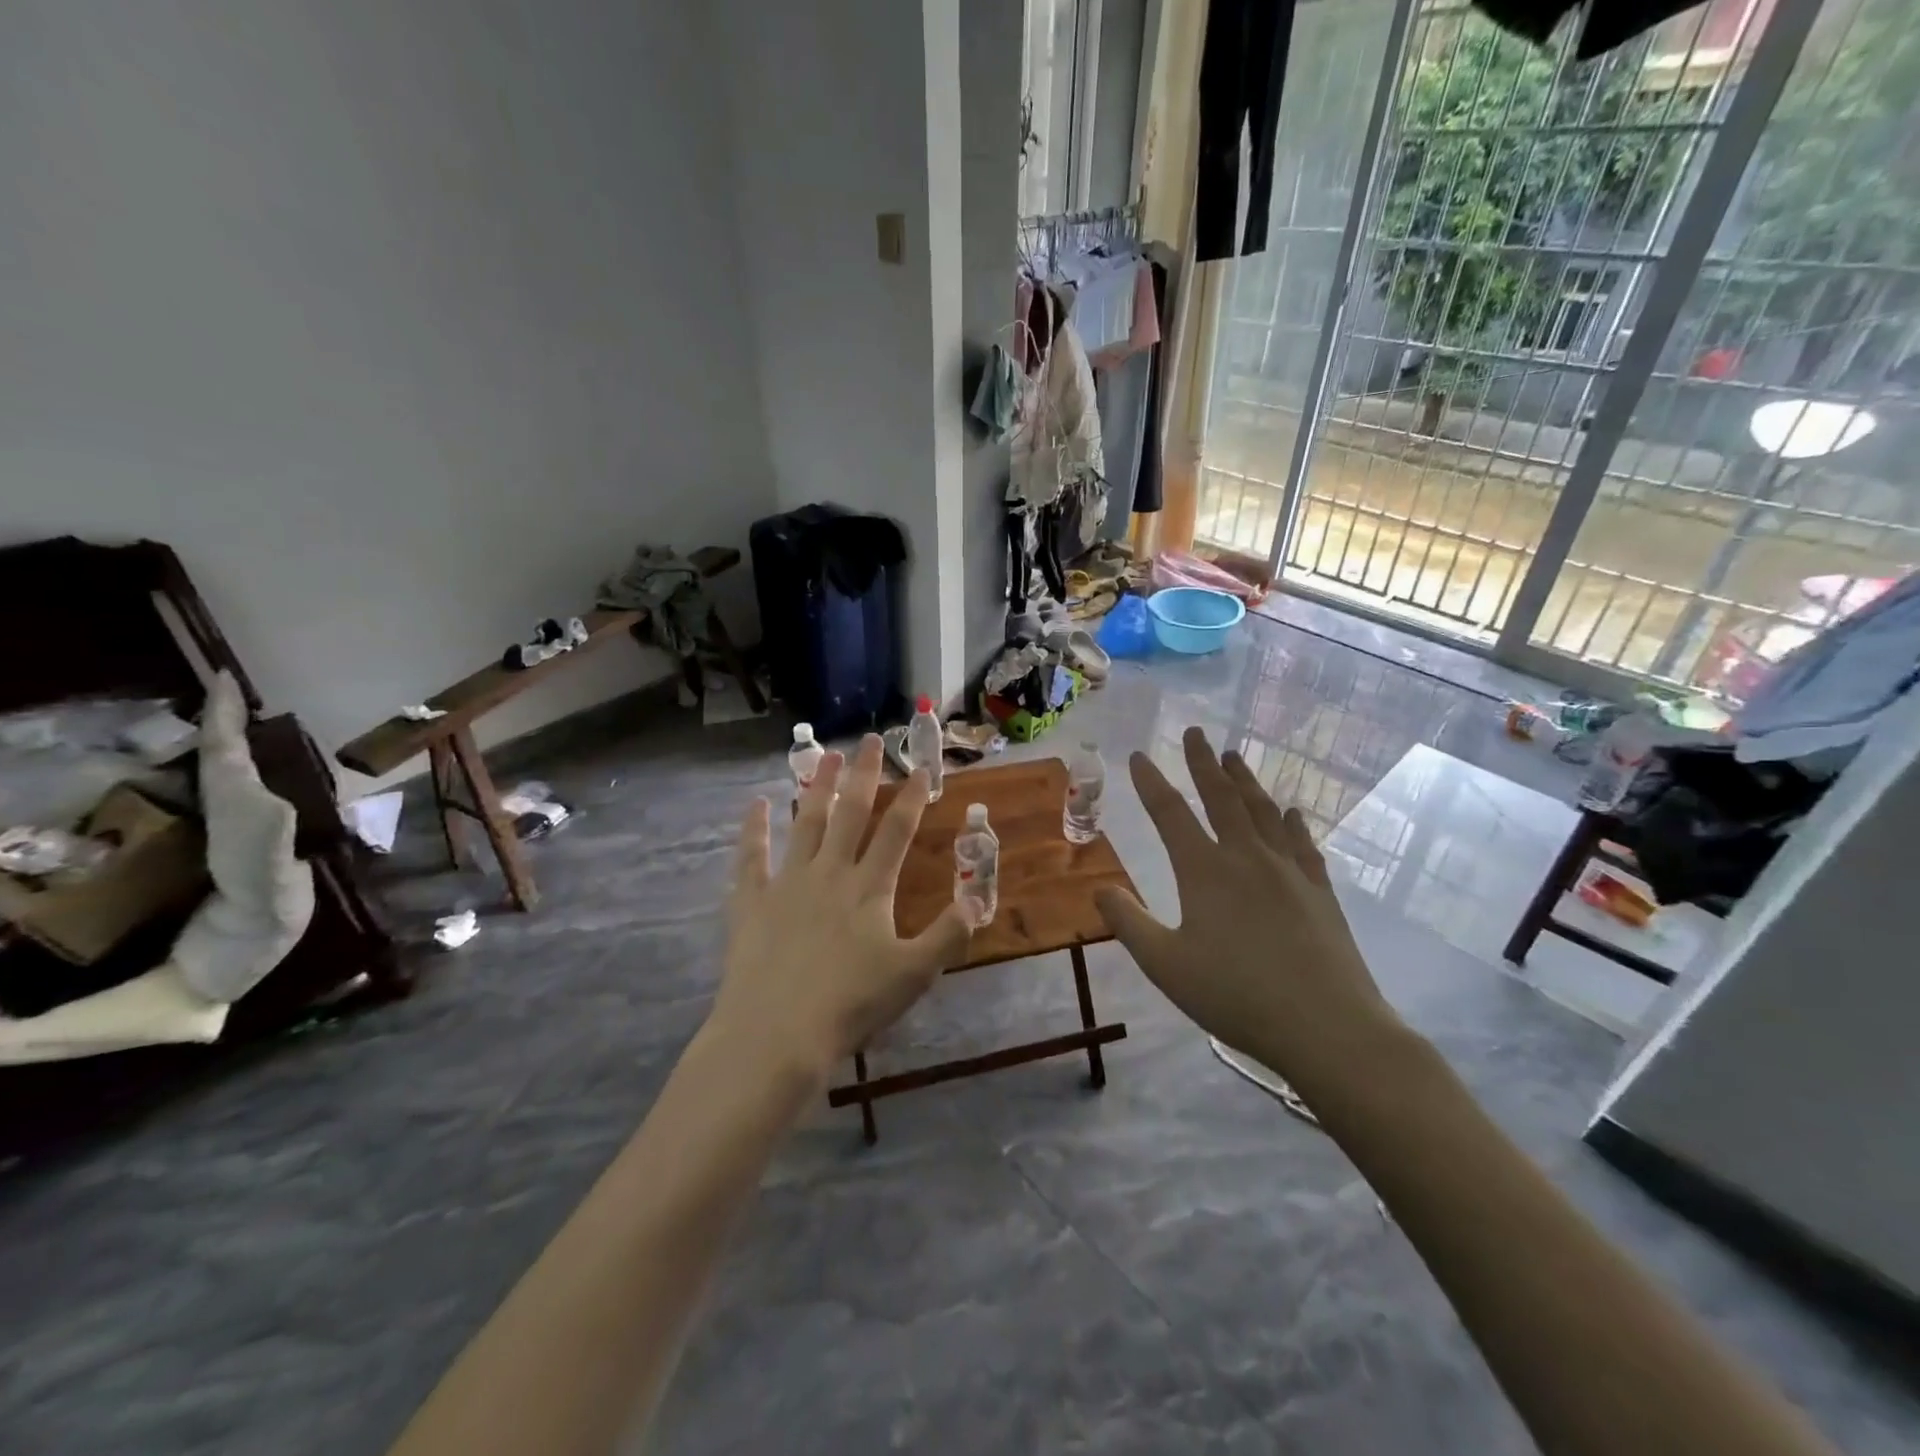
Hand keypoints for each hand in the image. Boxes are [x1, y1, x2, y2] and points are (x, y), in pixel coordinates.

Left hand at [707, 734, 972, 1090]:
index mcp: (870, 888)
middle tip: (870, 739)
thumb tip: (977, 900)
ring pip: (806, 823)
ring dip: (818, 787)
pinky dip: (754, 828)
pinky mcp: (752, 900)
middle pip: (851, 812)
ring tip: (826, 756)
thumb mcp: (914, 974)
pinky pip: (752, 856)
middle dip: (863, 774)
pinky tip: (757, 803)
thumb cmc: (851, 1004)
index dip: (912, 797)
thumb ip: (948, 934)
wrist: (777, 1033)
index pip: (897, 831)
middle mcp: (830, 872)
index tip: (921, 769)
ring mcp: (788, 882)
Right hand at [1094, 727, 1404, 1096]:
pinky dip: (1291, 822)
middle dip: (1203, 763)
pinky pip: (1302, 843)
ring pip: (1262, 812)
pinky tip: (1290, 811)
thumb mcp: (1165, 965)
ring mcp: (1289, 871)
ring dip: (1245, 781)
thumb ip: (1129, 923)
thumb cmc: (1236, 996)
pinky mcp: (1320, 891)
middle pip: (1221, 798)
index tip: (1139, 756)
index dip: (1151, 782)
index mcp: (1205, 871)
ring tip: (1233, 756)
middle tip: (1195, 732)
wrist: (1327, 1027)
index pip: (1170, 813)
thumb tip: (1100, 888)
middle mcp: (1247, 857)